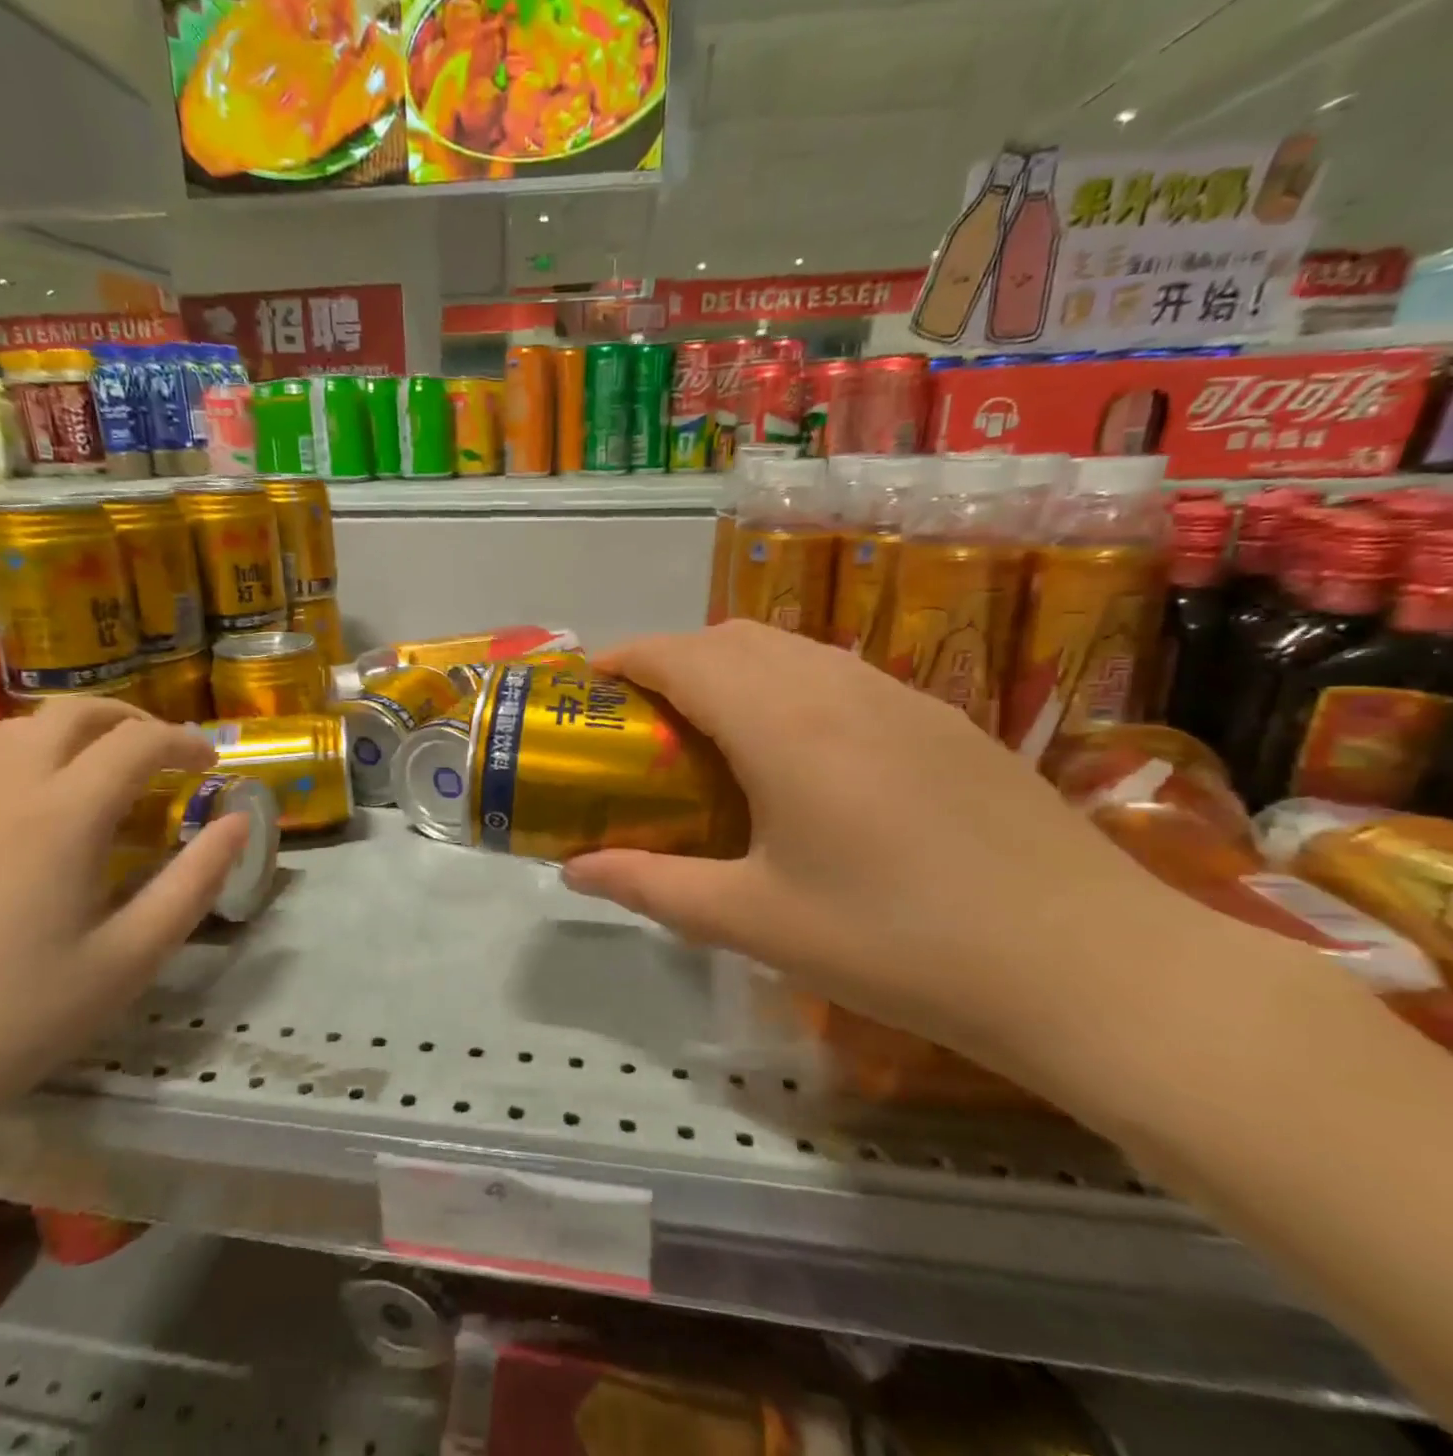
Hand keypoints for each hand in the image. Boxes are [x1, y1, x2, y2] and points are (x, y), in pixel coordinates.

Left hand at [0, 699, 249, 1160]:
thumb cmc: (22, 1018)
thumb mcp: (133, 955)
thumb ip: (196, 879)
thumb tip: (240, 821)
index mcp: (63, 816)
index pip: (137, 742)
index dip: (186, 742)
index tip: (212, 767)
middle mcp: (5, 791)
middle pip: (73, 714)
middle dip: (132, 720)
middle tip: (167, 757)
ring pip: (21, 729)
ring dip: (79, 732)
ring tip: (110, 772)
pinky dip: (34, 757)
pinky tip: (47, 811)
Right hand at [560, 622, 1248, 1096]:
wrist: (1091, 968)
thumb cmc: (898, 944)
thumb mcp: (755, 922)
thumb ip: (653, 887)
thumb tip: (574, 871)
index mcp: (783, 724)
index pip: (683, 656)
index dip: (626, 657)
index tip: (591, 682)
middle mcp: (838, 686)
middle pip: (734, 638)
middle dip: (674, 659)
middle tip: (645, 718)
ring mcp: (900, 697)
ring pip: (791, 649)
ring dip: (734, 668)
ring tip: (712, 731)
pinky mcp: (942, 720)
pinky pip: (838, 674)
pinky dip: (788, 685)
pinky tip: (798, 754)